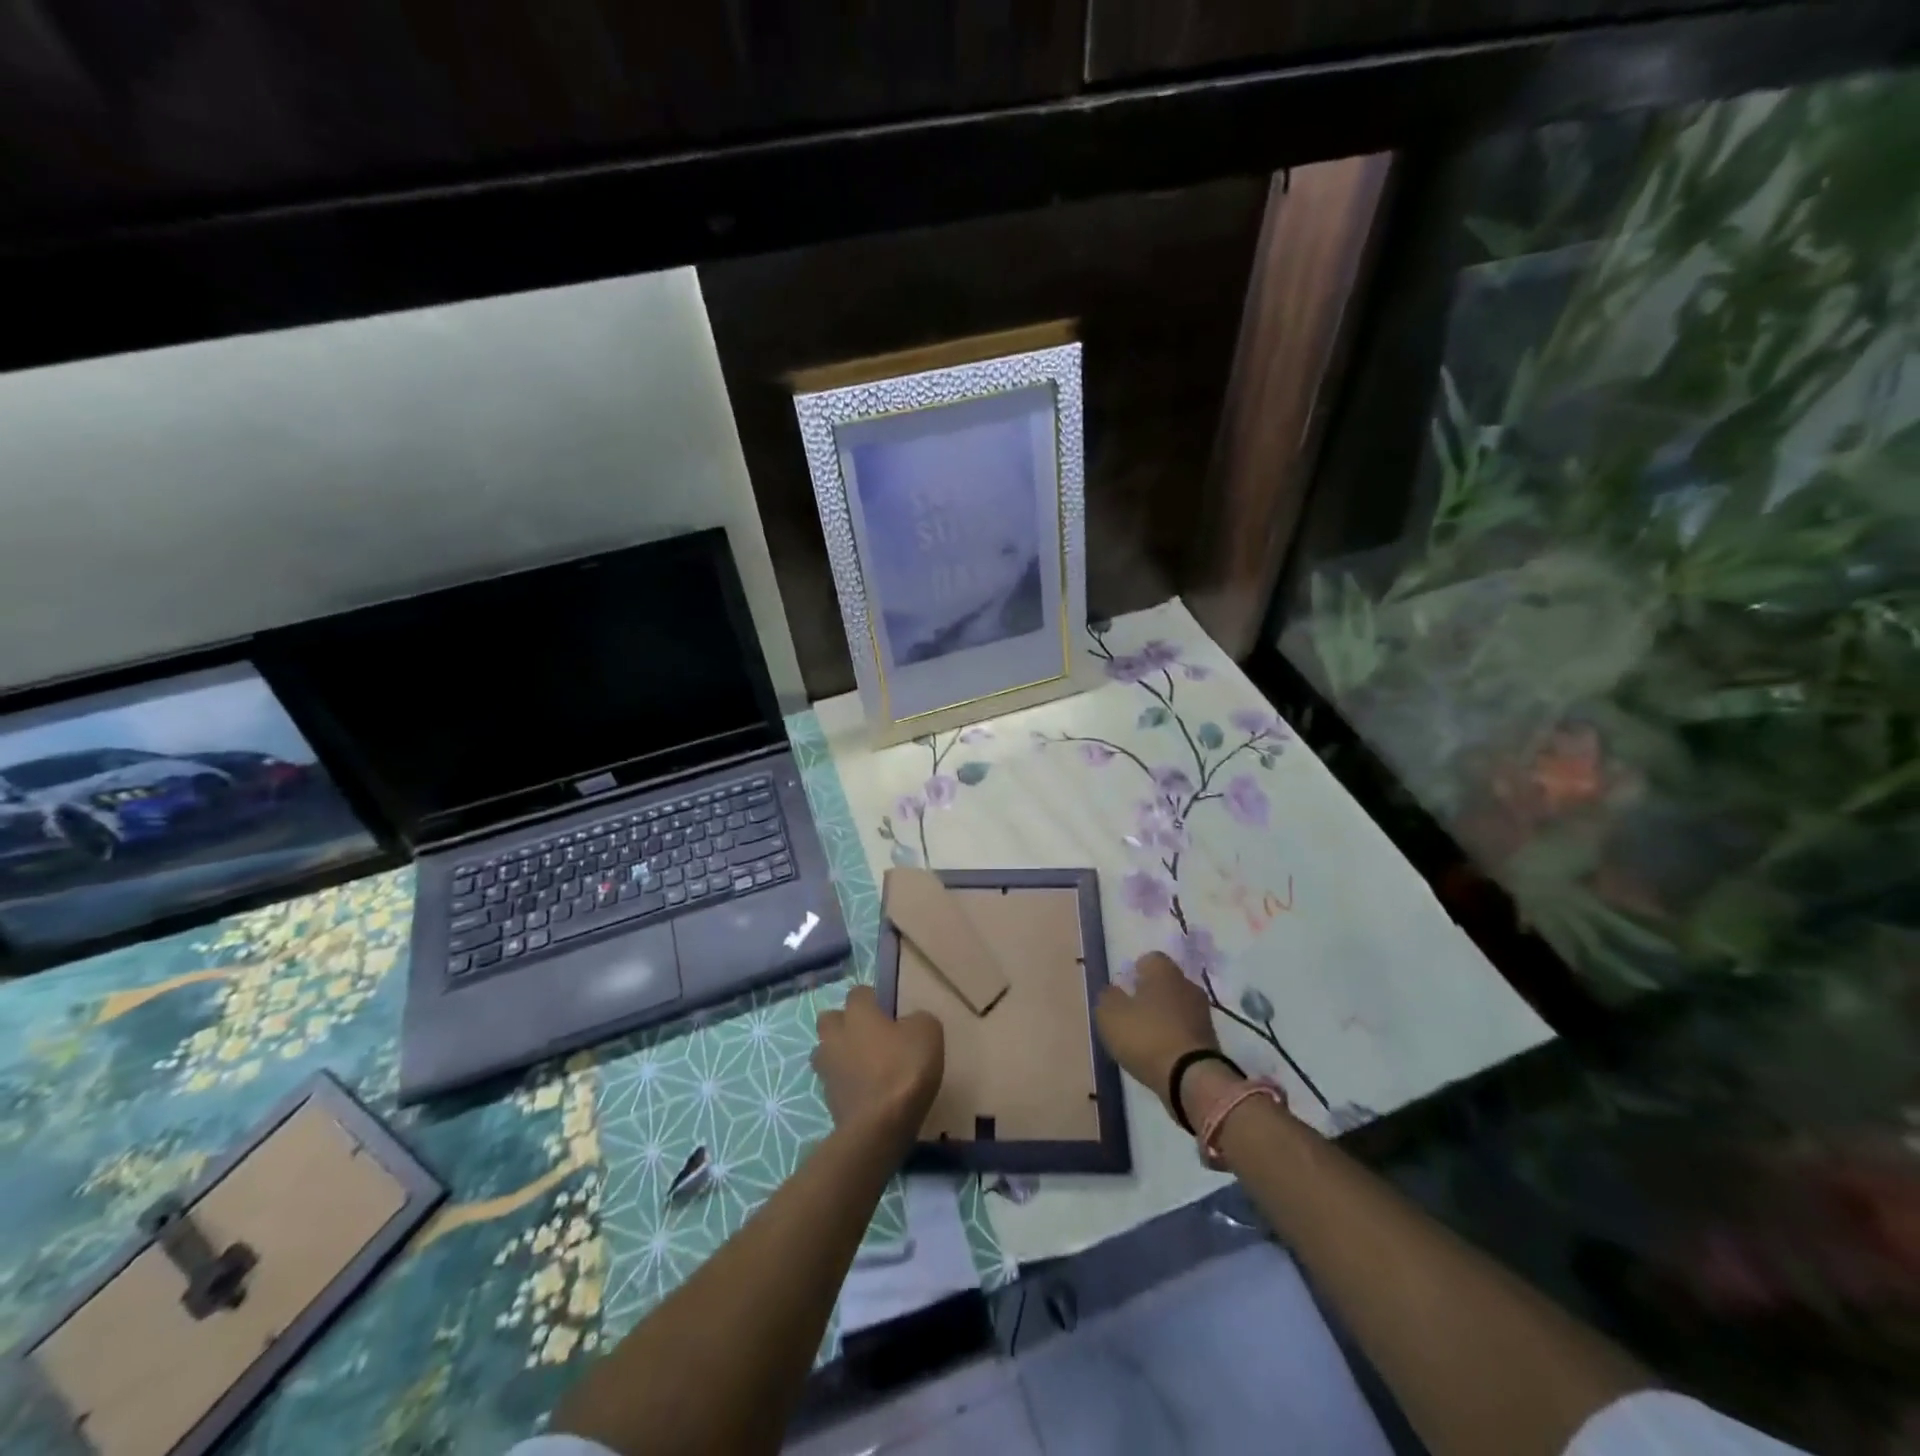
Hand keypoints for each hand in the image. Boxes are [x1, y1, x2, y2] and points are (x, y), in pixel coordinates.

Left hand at [812, 985, 943, 1138]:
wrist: (880, 1126)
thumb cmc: (904, 1069)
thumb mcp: (928, 1033)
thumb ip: (917, 1020)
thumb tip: (908, 1024)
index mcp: (857, 1013)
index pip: (858, 992)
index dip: (872, 999)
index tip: (888, 1011)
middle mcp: (835, 1035)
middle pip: (830, 1019)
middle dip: (844, 1023)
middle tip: (869, 1035)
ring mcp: (827, 1069)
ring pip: (825, 1051)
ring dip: (839, 1054)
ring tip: (863, 1065)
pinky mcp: (828, 1100)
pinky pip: (833, 1082)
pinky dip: (845, 1083)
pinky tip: (865, 1091)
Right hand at [1096, 952, 1232, 1122]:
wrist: (1192, 1079)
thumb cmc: (1146, 1037)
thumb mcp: (1110, 1015)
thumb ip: (1108, 997)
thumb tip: (1113, 991)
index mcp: (1164, 971)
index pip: (1150, 959)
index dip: (1135, 972)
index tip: (1124, 990)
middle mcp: (1188, 985)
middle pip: (1166, 983)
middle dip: (1151, 994)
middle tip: (1132, 1013)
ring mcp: (1203, 1013)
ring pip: (1178, 1007)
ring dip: (1164, 1018)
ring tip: (1145, 1038)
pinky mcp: (1211, 1040)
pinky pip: (1186, 1031)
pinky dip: (1174, 1038)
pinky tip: (1160, 1054)